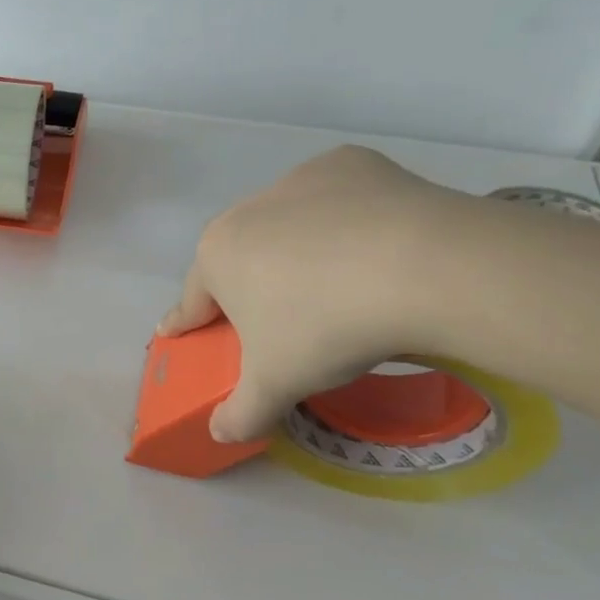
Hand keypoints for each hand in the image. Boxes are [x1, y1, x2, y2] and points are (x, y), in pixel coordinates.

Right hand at [158, 146, 454, 441]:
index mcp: (217, 256)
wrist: (423, 267)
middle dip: (248, 287)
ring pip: (287, 225)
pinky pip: (336, 199)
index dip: (185, 322)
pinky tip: (372, 244)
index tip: (177, 332)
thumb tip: (219, 435)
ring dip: (296, 251)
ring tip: (336, 284)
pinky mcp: (350, 165)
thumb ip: (240, 412)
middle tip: (275, 322)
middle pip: (239, 258)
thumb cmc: (326, 328)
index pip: (193, 299)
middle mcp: (246, 210)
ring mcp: (299, 181)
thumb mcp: (276, 384)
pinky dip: (345, 220)